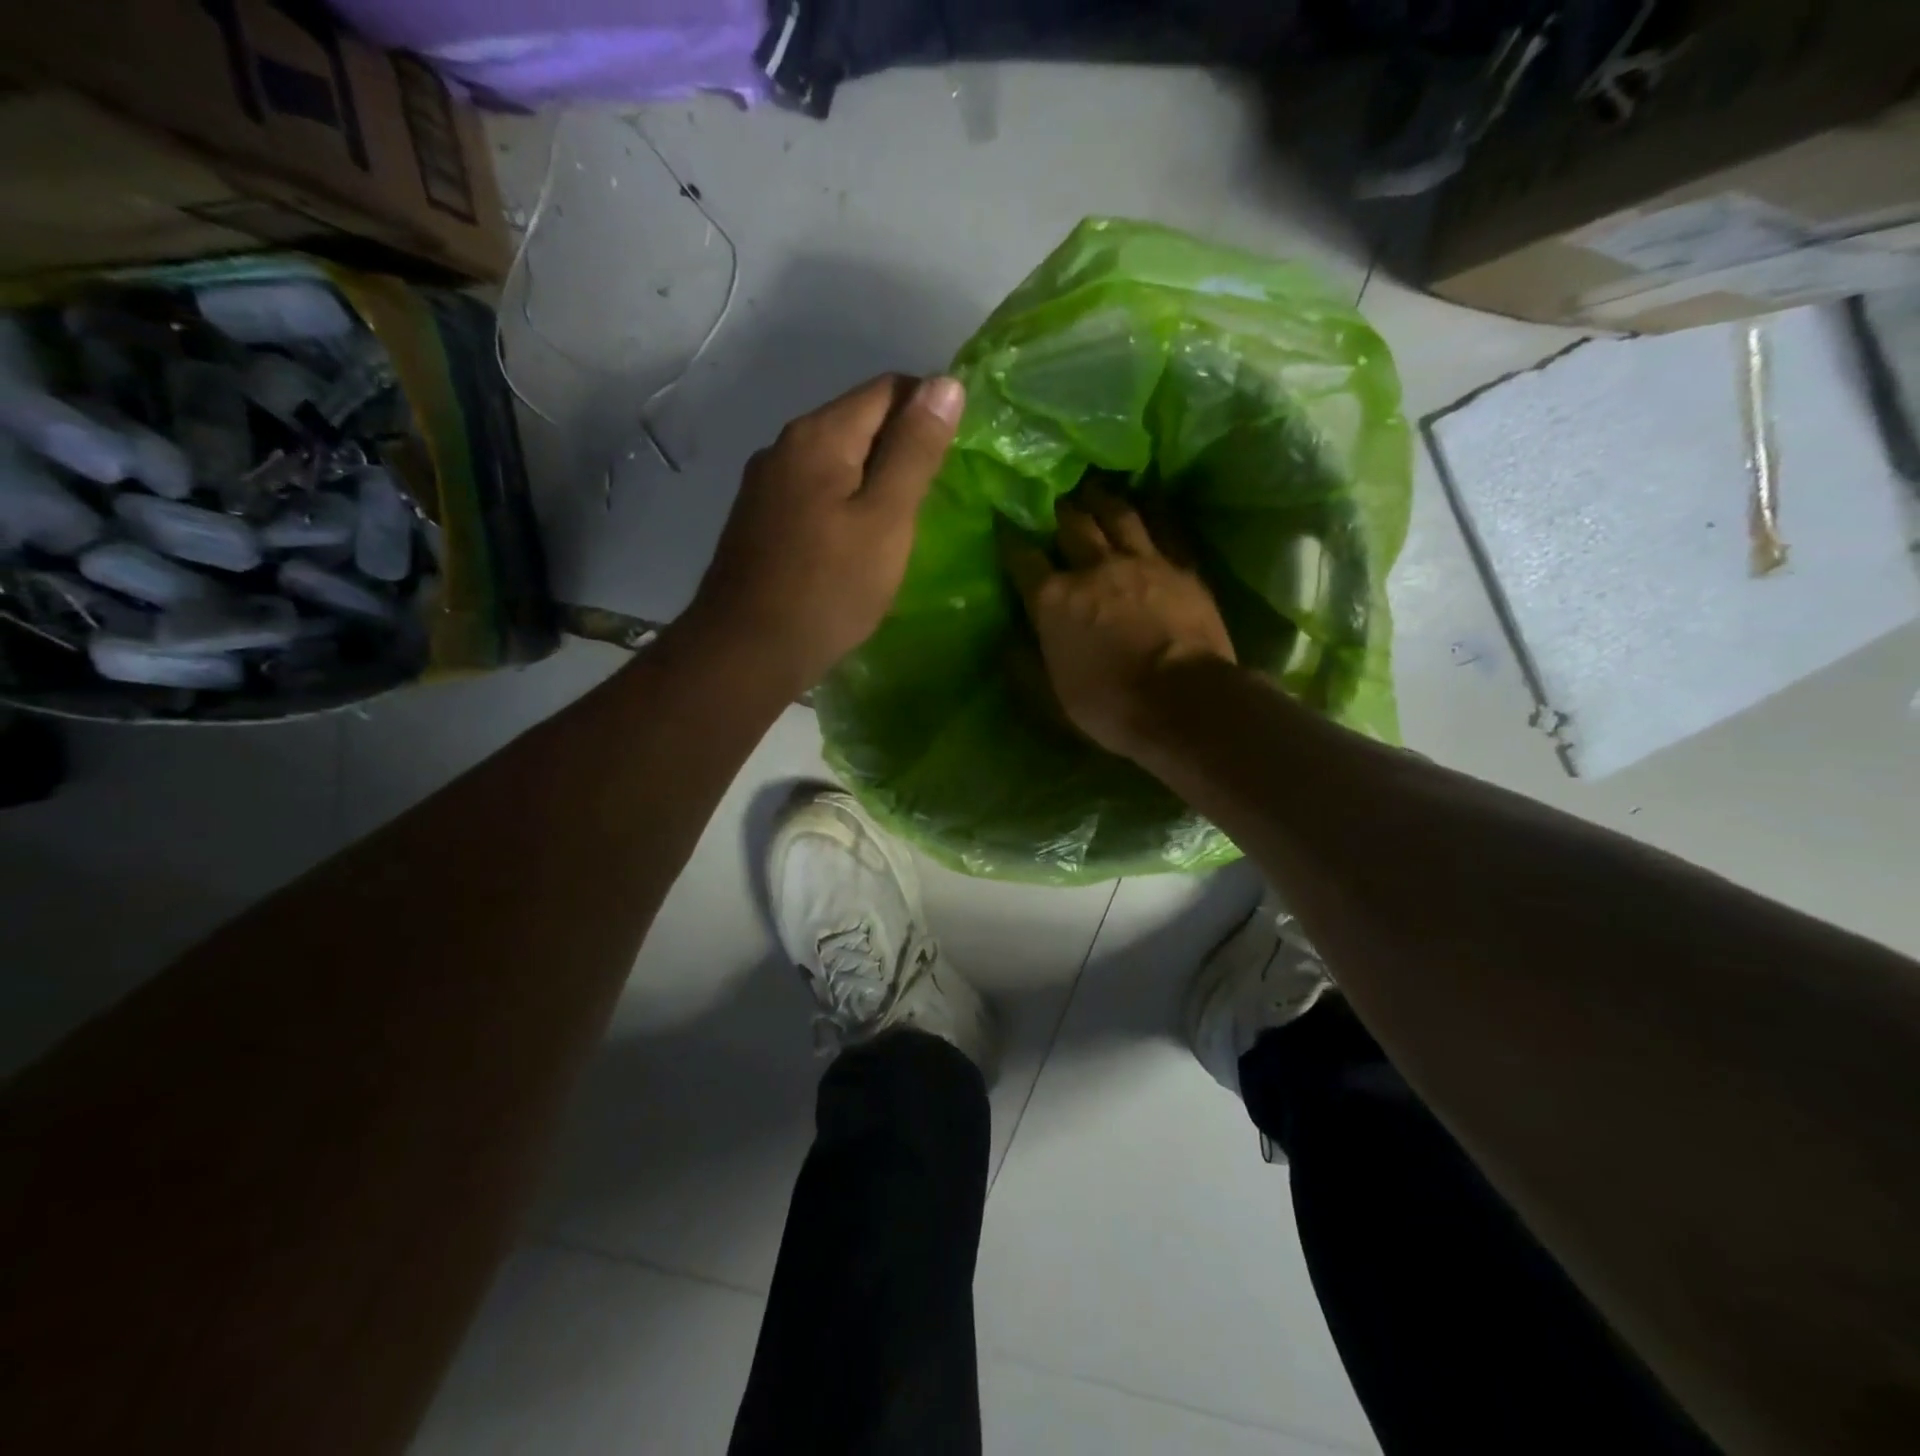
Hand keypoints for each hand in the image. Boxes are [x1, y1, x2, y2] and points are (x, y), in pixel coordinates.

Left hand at [685, 373, 963, 693]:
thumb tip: (946, 382)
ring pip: (834, 459)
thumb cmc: (828, 588)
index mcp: (819, 435)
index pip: (887, 388)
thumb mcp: (886, 520)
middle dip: (901, 445)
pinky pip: (813, 491)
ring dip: (872, 476)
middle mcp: (784, 445)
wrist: (747, 651)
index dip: (929, 407)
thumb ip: (915, 452)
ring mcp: (765, 483)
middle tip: (933, 496)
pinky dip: (843, 501)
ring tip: (900, 522)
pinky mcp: (758, 519)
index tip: (955, 454)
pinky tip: (855, 541)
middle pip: (857, 420)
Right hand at [999, 484, 1234, 759]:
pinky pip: (1165, 529)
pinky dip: (1152, 515)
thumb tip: (1008, 645)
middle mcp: (1093, 568)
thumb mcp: (1052, 698)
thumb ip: (1026, 666)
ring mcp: (1142, 561)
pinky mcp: (1181, 567)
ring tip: (1096, 490)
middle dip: (1059, 509)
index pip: (1023, 558)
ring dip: (1103, 500)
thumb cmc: (1109, 705)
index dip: (1011, 540)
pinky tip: (1149, 509)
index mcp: (1053, 599)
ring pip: (1119, 514)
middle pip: (1072, 524)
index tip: (1006, 526)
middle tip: (1055, 498)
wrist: (1183, 701)